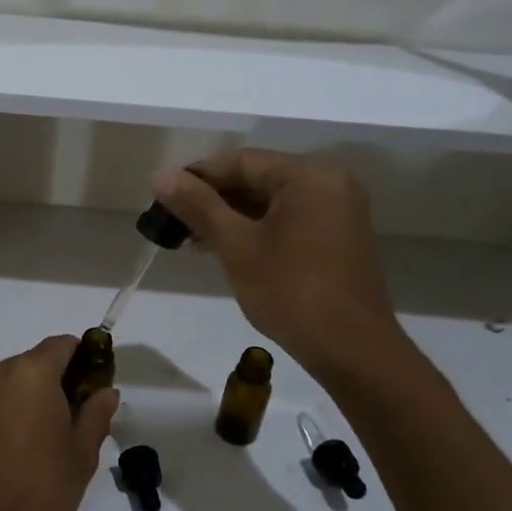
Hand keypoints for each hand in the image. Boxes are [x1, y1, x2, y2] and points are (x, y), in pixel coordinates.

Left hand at [0, 336, 118, 510]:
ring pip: (13, 383)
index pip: (63, 345)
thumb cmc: (39, 490)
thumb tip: (105, 391)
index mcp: (31, 372)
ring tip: (49, 438)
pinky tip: (21, 447)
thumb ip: (96, 414)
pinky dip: (9, 412)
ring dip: (32, 398)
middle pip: (35, 363)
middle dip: (58, 381)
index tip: (95, 386)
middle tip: (77, 418)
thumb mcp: (81, 454)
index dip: (83, 359)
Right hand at [151, 150, 406, 380]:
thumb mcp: (236, 246)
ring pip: (271, 201)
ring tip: (191, 238)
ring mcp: (338, 211)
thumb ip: (198, 206)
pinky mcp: (338, 237)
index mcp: (308, 175)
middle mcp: (329, 183)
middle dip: (213, 198)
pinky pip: (289, 219)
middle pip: (258, 178)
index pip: (241, 161)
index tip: (162, 194)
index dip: (197, 175)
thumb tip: (160, 176)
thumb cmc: (290, 291)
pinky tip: (225, 247)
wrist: (351, 349)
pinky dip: (256, 229)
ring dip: (231, 216)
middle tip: (173, 220)